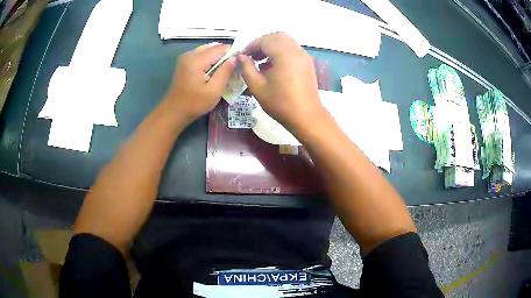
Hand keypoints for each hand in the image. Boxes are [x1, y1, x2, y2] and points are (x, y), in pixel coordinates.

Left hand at [165, 42, 235, 121]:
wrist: (174, 112)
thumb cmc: (195, 103)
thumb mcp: (214, 90)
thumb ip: (225, 72)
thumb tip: (236, 58)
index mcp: (197, 60)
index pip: (220, 48)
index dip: (233, 52)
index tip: (241, 62)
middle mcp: (190, 54)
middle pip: (213, 46)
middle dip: (225, 54)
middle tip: (234, 67)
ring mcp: (186, 57)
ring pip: (208, 49)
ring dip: (218, 57)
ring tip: (225, 69)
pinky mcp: (185, 62)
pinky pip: (202, 55)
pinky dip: (210, 59)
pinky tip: (215, 70)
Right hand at [238, 32, 324, 129]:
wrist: (306, 117)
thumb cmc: (280, 103)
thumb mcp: (257, 87)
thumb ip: (247, 68)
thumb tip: (241, 56)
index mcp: (284, 54)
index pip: (265, 40)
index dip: (251, 46)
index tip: (243, 56)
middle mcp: (296, 51)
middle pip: (277, 37)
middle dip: (262, 43)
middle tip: (252, 56)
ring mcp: (304, 56)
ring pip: (286, 42)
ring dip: (272, 47)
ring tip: (261, 62)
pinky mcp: (307, 63)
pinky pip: (292, 50)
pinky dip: (281, 52)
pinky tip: (274, 68)